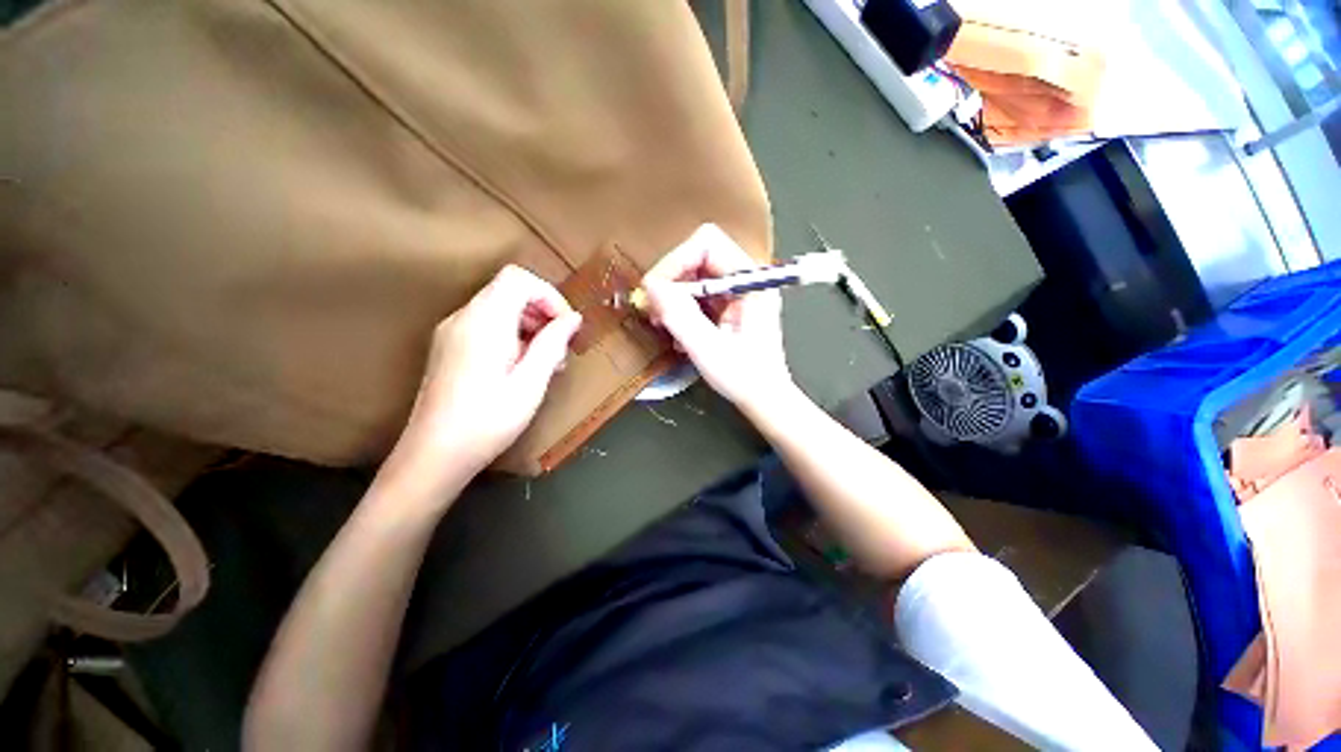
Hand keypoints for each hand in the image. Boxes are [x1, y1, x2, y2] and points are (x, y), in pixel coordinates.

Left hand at [397, 265, 580, 474]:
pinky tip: (522, 368)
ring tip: (547, 363)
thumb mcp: (531, 383)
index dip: (548, 295)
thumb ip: (553, 344)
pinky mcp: (449, 347)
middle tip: (560, 349)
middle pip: (509, 291)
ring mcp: (452, 332)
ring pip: (499, 308)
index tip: (565, 326)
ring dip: (530, 326)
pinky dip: (512, 336)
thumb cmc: (488, 420)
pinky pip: (487, 326)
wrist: (434, 455)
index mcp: (484, 321)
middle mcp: (463, 317)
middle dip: (542, 313)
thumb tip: (573, 318)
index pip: (518, 279)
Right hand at [642, 224, 793, 412]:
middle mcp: (746, 278)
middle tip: (654, 310)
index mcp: (751, 281)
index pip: (707, 244)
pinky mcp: (729, 305)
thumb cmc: (744, 378)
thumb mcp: (708, 349)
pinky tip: (677, 331)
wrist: (764, 399)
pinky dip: (681, 307)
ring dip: (673, 295)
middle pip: (698, 256)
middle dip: (671, 279)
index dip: (676, 261)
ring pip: (694, 274)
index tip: (656, 291)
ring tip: (662, 323)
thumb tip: (650, 285)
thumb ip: (680, 315)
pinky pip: (698, 293)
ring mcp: (738, 291)